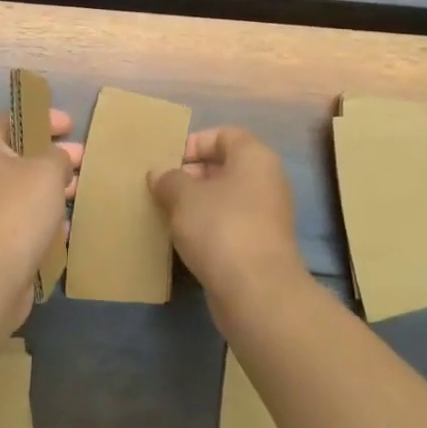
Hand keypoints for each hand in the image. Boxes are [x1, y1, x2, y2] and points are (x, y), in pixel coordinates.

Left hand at [0, 109, 81, 320]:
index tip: (70, 125)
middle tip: (82, 158)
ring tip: (81, 191)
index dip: (41, 117)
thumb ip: (58, 156)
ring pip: (24, 192)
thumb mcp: (47, 170)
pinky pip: (25, 224)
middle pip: (20, 156)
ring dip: (51, 190)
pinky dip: (45, 222)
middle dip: (53, 156)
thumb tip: (58, 161)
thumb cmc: (15, 211)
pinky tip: (67, 227)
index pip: (11, 119)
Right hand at [148, 126, 309, 314]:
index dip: (193, 143)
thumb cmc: (220, 227)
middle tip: (161, 188)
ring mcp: (266, 216)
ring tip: (166, 213)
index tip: (167, 162)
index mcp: (254, 157)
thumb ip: (168, 179)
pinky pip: (229, 225)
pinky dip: (207, 228)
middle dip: (190, 175)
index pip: (223, 135)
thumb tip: (159, 174)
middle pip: (224, 166)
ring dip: (196, 204)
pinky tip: (182, 239)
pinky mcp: (260, 246)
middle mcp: (266, 181)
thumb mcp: (183, 196)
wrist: (257, 292)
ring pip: (225, 198)